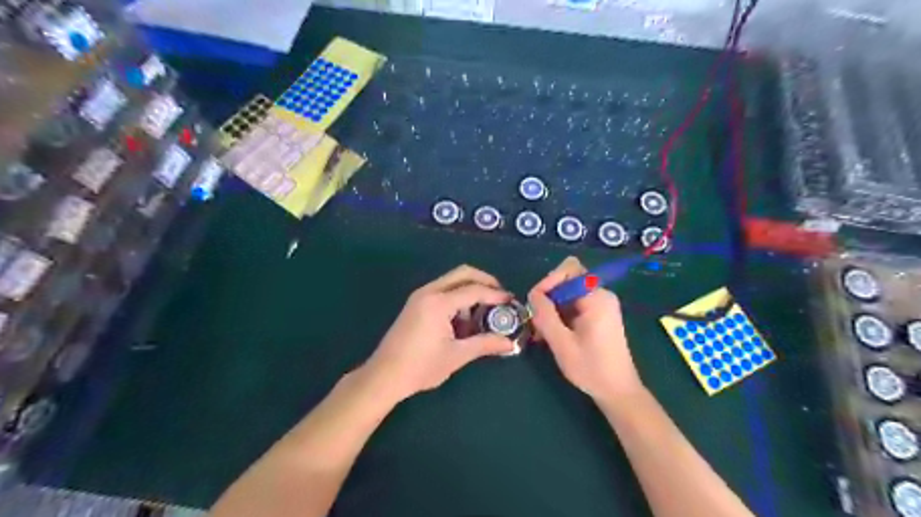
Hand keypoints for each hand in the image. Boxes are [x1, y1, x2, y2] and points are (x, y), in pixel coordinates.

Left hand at [362, 267, 517, 402]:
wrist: (384, 376)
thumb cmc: (421, 367)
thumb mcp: (456, 356)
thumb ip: (485, 344)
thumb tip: (509, 343)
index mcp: (439, 302)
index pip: (474, 290)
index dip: (496, 294)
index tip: (512, 301)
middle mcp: (429, 292)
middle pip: (463, 273)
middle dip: (484, 281)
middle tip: (500, 296)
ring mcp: (420, 296)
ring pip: (452, 281)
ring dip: (470, 289)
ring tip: (483, 312)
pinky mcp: (416, 304)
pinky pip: (442, 290)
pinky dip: (457, 297)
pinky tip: (464, 318)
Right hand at [530, 257, 641, 403]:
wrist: (618, 391)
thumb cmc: (591, 369)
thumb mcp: (562, 343)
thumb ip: (545, 315)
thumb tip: (532, 294)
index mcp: (597, 297)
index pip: (569, 269)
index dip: (549, 281)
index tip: (536, 303)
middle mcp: (601, 295)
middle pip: (567, 279)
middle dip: (548, 296)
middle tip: (536, 320)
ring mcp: (601, 304)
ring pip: (567, 293)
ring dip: (551, 308)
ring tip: (541, 331)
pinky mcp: (598, 314)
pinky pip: (573, 304)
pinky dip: (560, 314)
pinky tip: (551, 334)